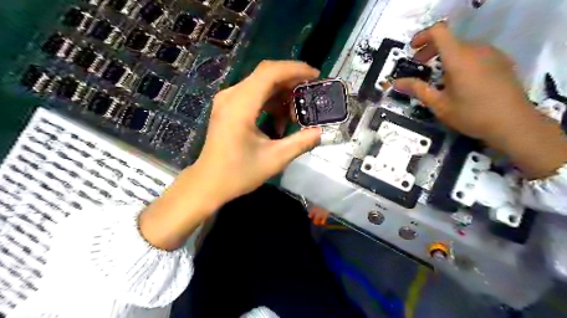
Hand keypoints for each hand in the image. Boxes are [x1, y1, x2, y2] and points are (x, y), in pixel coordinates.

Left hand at [196, 60, 320, 201]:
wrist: (209, 183)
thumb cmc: (238, 173)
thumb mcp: (274, 159)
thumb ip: (301, 143)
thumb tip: (321, 132)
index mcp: (240, 106)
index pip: (269, 73)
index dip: (295, 69)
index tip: (316, 75)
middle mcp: (231, 96)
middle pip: (265, 74)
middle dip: (291, 82)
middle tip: (310, 95)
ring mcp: (227, 100)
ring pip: (260, 84)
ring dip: (281, 94)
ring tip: (295, 115)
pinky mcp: (228, 107)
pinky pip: (253, 94)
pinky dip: (270, 102)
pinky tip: (279, 120)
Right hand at [396, 23, 566, 178]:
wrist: (513, 123)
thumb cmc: (471, 114)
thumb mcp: (439, 104)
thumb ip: (417, 89)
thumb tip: (396, 82)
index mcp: (458, 58)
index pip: (439, 31)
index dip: (422, 36)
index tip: (412, 50)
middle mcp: (476, 49)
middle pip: (449, 40)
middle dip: (430, 50)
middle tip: (420, 66)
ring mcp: (492, 54)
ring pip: (462, 47)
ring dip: (446, 57)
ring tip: (439, 78)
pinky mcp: (501, 61)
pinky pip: (476, 54)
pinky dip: (461, 60)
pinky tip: (460, 81)